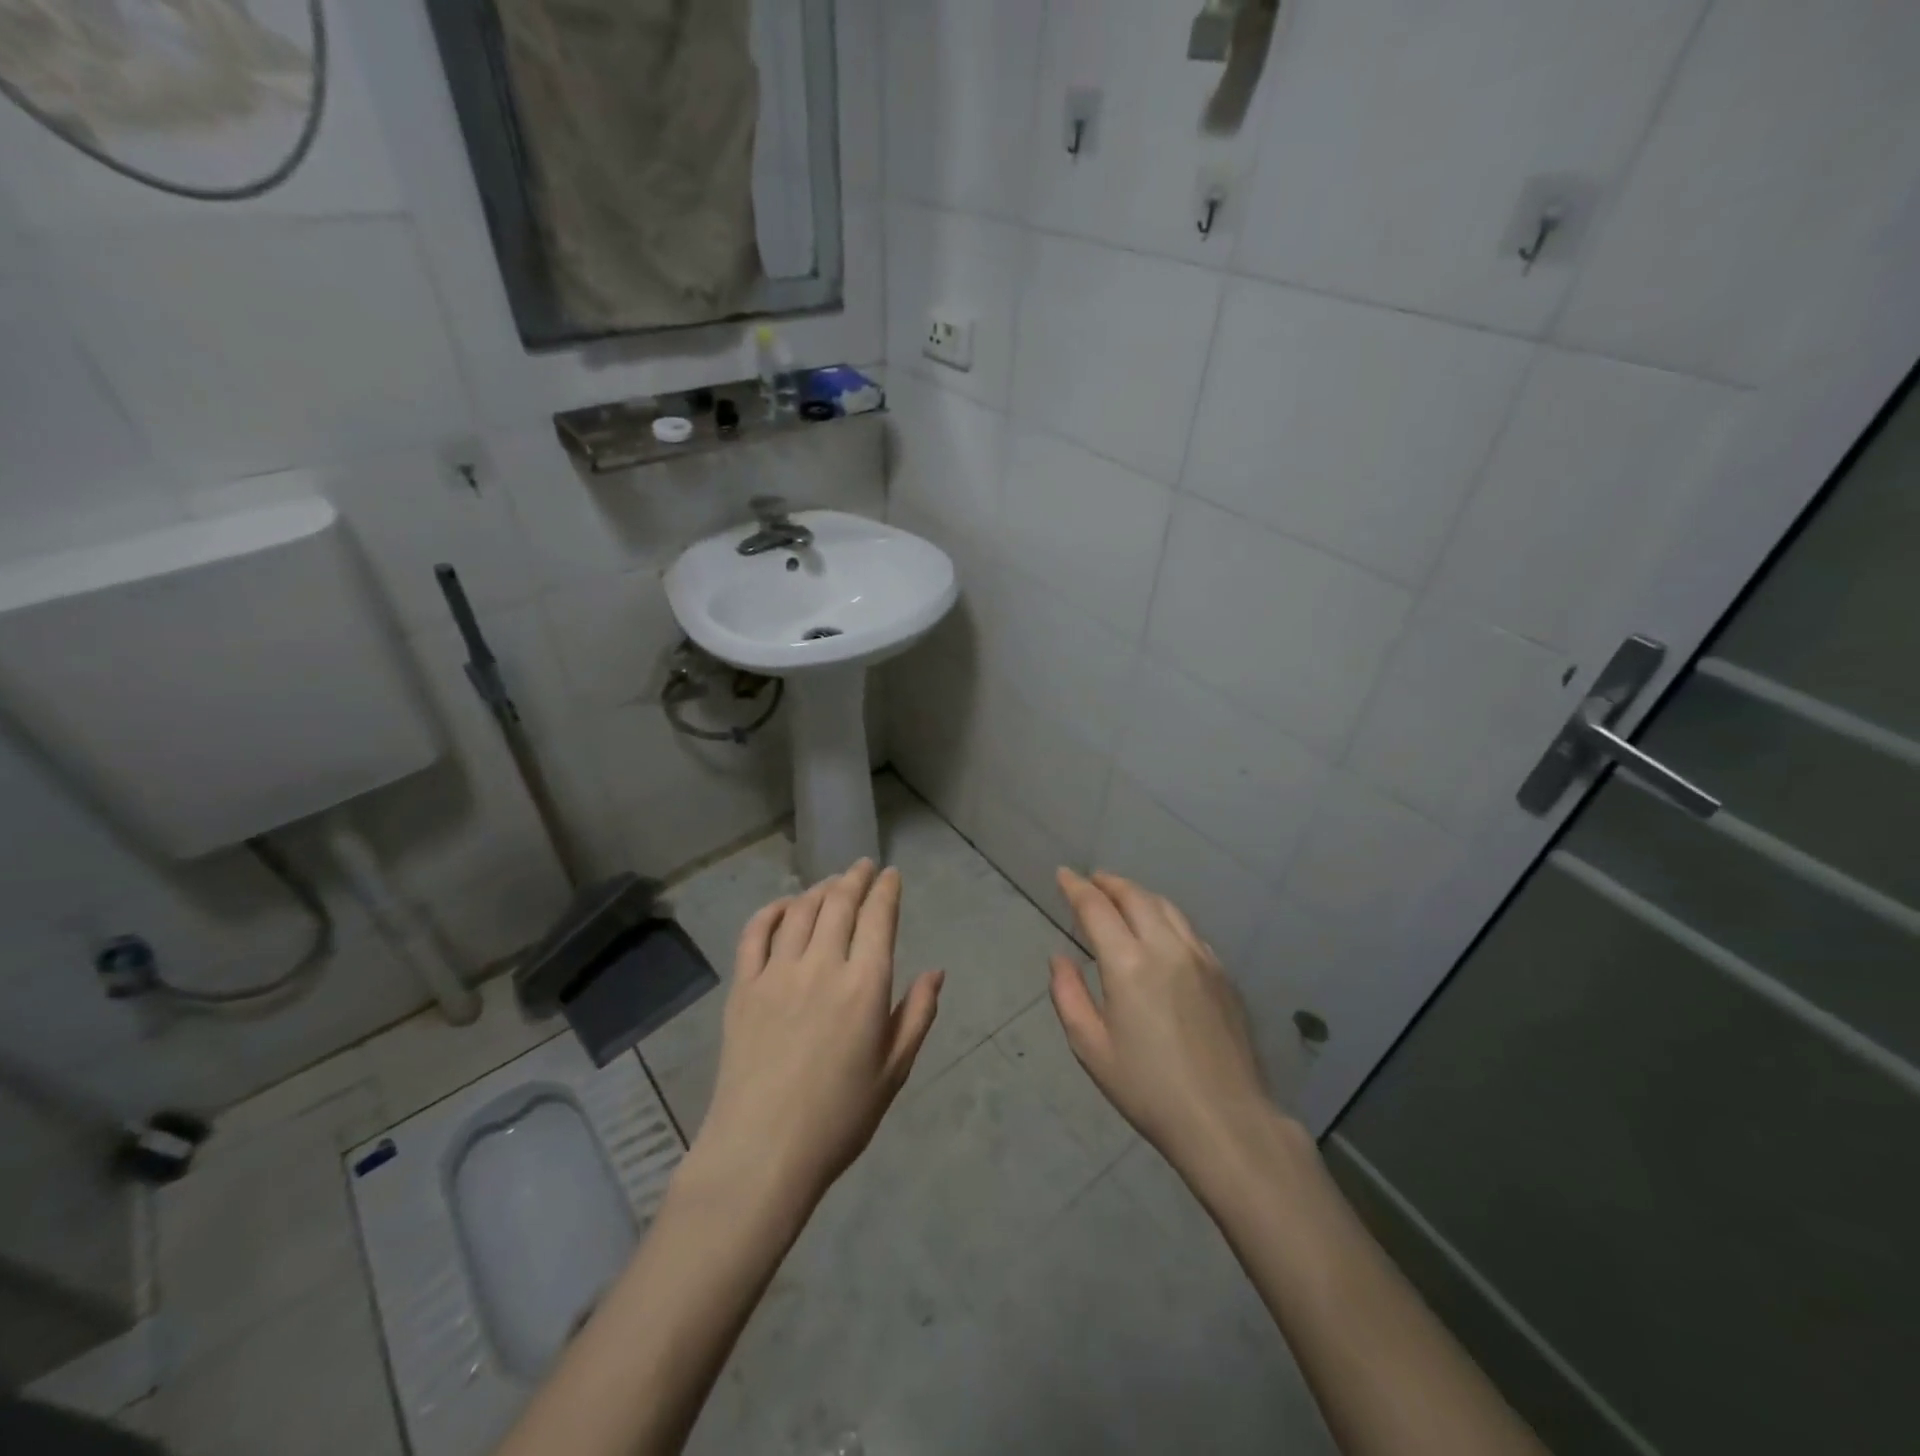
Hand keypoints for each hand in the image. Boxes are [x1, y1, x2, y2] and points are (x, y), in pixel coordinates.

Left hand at [688, 860, 943, 1215]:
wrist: (763, 1152)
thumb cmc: (839, 1117)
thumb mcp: (894, 1070)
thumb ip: (918, 1015)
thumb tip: (935, 972)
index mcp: (865, 985)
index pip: (878, 917)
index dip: (886, 890)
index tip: (891, 875)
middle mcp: (823, 966)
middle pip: (839, 903)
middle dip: (855, 878)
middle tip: (863, 866)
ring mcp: (778, 973)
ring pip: (801, 911)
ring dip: (820, 889)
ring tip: (831, 883)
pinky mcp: (744, 987)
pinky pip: (756, 933)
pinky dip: (772, 910)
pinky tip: (785, 906)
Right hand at [1049, 869, 1275, 1179]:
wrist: (1225, 1120)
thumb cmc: (1148, 1089)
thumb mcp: (1091, 1048)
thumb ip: (1069, 995)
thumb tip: (1060, 958)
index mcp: (1127, 964)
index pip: (1096, 908)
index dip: (1076, 887)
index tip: (1062, 874)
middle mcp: (1165, 947)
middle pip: (1134, 896)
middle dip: (1109, 883)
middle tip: (1091, 880)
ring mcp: (1200, 957)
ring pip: (1166, 907)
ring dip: (1138, 894)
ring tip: (1122, 895)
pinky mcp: (1222, 973)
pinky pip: (1188, 929)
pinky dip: (1165, 915)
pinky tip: (1160, 929)